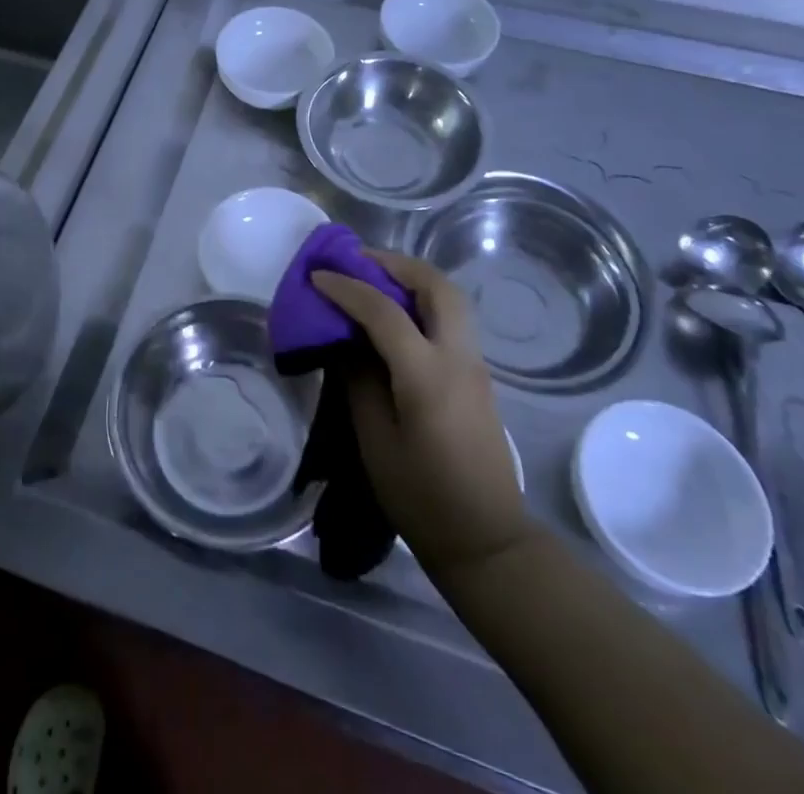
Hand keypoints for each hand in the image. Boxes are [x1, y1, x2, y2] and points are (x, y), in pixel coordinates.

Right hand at [311, 250, 531, 574]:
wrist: (486, 540)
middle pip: (435, 285)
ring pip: (450, 297)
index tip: (317, 276)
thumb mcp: (375, 440)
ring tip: (374, 280)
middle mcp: (458, 358)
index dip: (347, 288)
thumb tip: (346, 341)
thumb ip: (359, 380)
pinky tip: (396, 315)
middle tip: (357, 262)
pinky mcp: (478, 375)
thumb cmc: (422, 496)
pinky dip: (423, 300)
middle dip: (394, 264)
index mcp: (427, 375)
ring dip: (412, 278)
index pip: (383, 311)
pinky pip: (452, 318)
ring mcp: (475, 364)